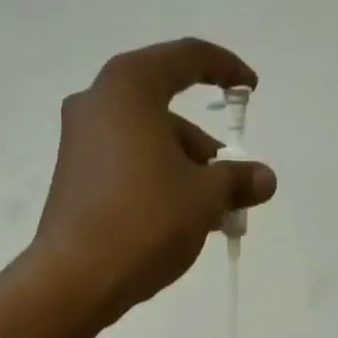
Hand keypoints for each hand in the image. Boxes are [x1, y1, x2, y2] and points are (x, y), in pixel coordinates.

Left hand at [28, 38, 275, 320]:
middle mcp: (97, 103)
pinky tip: (177, 220)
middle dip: (204, 148)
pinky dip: (155, 182)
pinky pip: (126, 165)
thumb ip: (237, 180)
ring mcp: (78, 142)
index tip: (250, 90)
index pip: (185, 58)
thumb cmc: (145, 221)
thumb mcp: (204, 198)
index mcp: (129, 88)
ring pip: (146, 143)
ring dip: (183, 171)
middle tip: (231, 185)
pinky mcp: (72, 178)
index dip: (225, 69)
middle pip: (165, 111)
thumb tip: (265, 179)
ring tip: (210, 215)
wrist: (77, 278)